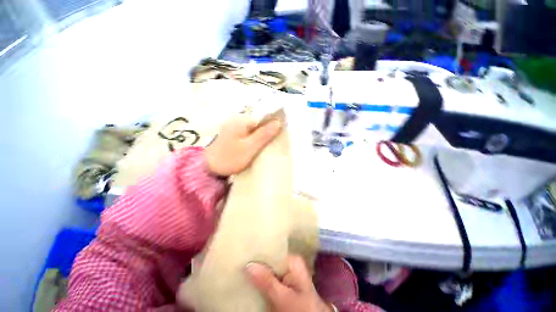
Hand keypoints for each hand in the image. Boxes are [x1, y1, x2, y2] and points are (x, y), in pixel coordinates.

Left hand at [205, 115, 281, 175]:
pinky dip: (253, 140)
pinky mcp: (231, 135)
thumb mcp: (250, 147)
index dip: (272, 127)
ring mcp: (233, 128)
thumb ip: (264, 135)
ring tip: (264, 148)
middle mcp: (237, 120)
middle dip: (266, 133)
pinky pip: (247, 135)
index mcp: (241, 121)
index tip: (278, 137)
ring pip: (253, 130)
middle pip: (258, 124)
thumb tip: (278, 122)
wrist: (208, 169)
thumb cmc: (230, 158)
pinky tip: (255, 148)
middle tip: (272, 145)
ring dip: (260, 138)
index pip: (263, 119)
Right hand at [246, 255, 332, 311]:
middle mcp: (289, 264)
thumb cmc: (301, 309)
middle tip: (241, 258)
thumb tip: (248, 264)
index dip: (259, 251)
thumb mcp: (283, 296)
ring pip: (268, 270)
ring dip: (257, 271)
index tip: (245, 250)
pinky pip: (269, 279)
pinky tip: (249, 278)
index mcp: (292, 260)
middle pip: (269, 260)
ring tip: (241, 266)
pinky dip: (260, 280)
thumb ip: (267, 280)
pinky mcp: (283, 285)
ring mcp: (286, 274)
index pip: (273, 250)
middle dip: (256, 261)